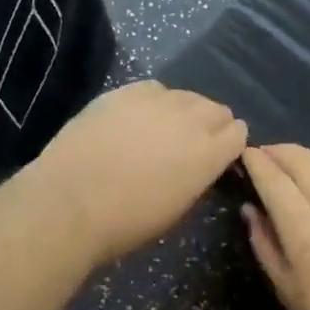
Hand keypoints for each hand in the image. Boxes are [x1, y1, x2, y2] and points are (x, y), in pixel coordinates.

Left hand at [33, 81, 247, 264]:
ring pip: (187, 96)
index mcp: (210, 153)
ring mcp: (157, 101)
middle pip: (217, 109)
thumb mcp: (178, 208)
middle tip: (192, 143)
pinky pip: (154, 88)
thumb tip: (198, 166)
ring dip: (184, 110)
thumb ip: (197, 178)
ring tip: (164, 128)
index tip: (218, 156)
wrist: (70, 202)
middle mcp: (191, 119)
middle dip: (212, 124)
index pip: (239, 133)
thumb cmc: (128, 221)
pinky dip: (154, 100)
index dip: (230, 144)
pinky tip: (139, 117)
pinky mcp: (125, 92)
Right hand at [240, 144, 309, 309]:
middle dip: (279, 151)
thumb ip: (265, 244)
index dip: (256, 161)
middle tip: (268, 155)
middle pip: (303, 158)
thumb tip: (250, 209)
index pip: (273, 178)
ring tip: (307, 170)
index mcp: (305, 229)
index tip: (246, 154)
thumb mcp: (287, 290)